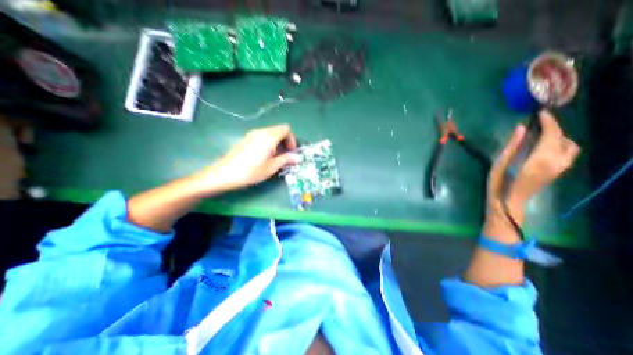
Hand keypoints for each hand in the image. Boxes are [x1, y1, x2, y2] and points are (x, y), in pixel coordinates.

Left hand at [193, 123, 300, 192]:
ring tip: (276, 157)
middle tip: (285, 155)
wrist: (225, 173)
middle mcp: (261, 132)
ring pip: (271, 133)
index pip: (286, 129)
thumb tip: (298, 157)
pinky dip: (269, 142)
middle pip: (279, 130)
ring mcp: (252, 134)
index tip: (291, 152)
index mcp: (269, 137)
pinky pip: (263, 136)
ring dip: (277, 142)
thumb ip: (286, 159)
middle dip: (286, 141)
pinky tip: (265, 155)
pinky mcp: (247, 139)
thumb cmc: (251, 171)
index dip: (292, 140)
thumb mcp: (271, 167)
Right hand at [485, 109, 579, 217]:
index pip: (552, 135)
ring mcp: (559, 168)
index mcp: (540, 159)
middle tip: (539, 121)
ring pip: (569, 146)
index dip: (548, 122)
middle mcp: (556, 162)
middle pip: (562, 139)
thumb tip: (521, 128)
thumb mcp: (499, 164)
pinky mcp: (557, 172)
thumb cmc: (499, 184)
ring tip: (541, 133)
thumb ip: (511, 146)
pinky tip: (544, 145)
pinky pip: (566, 153)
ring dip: (558, 136)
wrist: (508, 203)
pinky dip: (559, 144)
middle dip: (554, 127)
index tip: (540, 113)